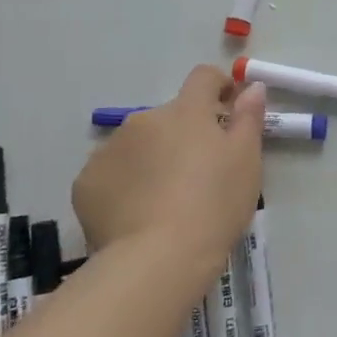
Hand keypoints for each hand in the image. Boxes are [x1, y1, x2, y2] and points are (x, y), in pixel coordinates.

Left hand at [71, 67, 264, 288]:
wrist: (158, 258)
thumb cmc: (214, 205)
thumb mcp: (246, 161)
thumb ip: (249, 117)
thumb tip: (251, 86)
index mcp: (186, 111)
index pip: (203, 77)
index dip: (217, 87)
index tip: (227, 108)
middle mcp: (143, 119)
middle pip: (168, 116)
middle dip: (183, 134)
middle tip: (198, 173)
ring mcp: (109, 150)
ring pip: (137, 144)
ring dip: (152, 158)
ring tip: (164, 199)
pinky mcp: (86, 182)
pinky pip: (111, 173)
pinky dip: (124, 184)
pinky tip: (136, 214)